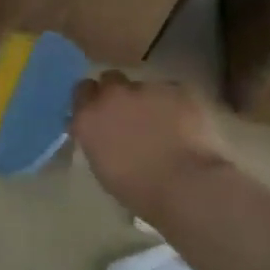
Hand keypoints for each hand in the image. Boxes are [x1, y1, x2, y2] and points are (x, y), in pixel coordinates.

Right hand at [71, 74, 229, 224]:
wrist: (187, 186)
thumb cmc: (140, 190)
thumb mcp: (103, 167)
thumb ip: (97, 140)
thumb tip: (102, 132)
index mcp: (89, 117)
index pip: (82, 91)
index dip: (92, 99)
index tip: (100, 111)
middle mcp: (113, 95)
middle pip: (110, 79)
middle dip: (118, 92)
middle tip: (130, 114)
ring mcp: (147, 88)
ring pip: (145, 87)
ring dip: (149, 101)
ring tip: (165, 125)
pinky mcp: (179, 89)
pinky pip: (174, 92)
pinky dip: (176, 106)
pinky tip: (186, 125)